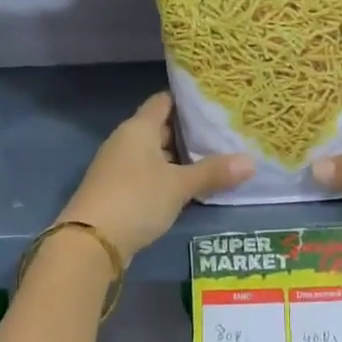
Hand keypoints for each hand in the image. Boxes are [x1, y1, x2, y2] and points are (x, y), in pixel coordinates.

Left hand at [58, 93, 252, 257]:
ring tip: (214, 158)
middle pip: (160, 127)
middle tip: (223, 133)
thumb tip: (251, 162)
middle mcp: (125, 140)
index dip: (187, 100)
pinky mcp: (116, 190)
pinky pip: (147, 175)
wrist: (90, 241)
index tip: (215, 103)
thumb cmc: (136, 199)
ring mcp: (118, 166)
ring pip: (154, 153)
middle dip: (189, 131)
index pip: (164, 101)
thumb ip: (213, 172)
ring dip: (178, 157)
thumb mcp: (179, 185)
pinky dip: (166, 177)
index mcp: (138, 128)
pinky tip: (187, 187)